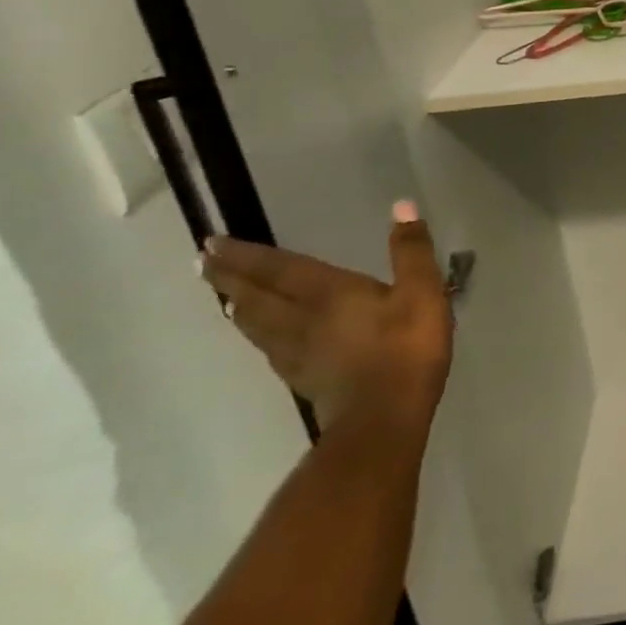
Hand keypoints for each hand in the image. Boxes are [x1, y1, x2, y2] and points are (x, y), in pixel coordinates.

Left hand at [200, 201, 453, 435]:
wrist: (384, 419)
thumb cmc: (406, 348)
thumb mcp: (423, 291)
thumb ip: (411, 250)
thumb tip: (402, 205)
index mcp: (328, 294)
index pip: (279, 269)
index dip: (247, 255)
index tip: (211, 243)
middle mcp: (303, 320)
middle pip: (257, 297)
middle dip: (230, 278)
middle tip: (202, 264)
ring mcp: (298, 353)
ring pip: (257, 325)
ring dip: (238, 307)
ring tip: (225, 297)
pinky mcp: (304, 378)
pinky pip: (269, 348)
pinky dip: (257, 334)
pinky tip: (262, 338)